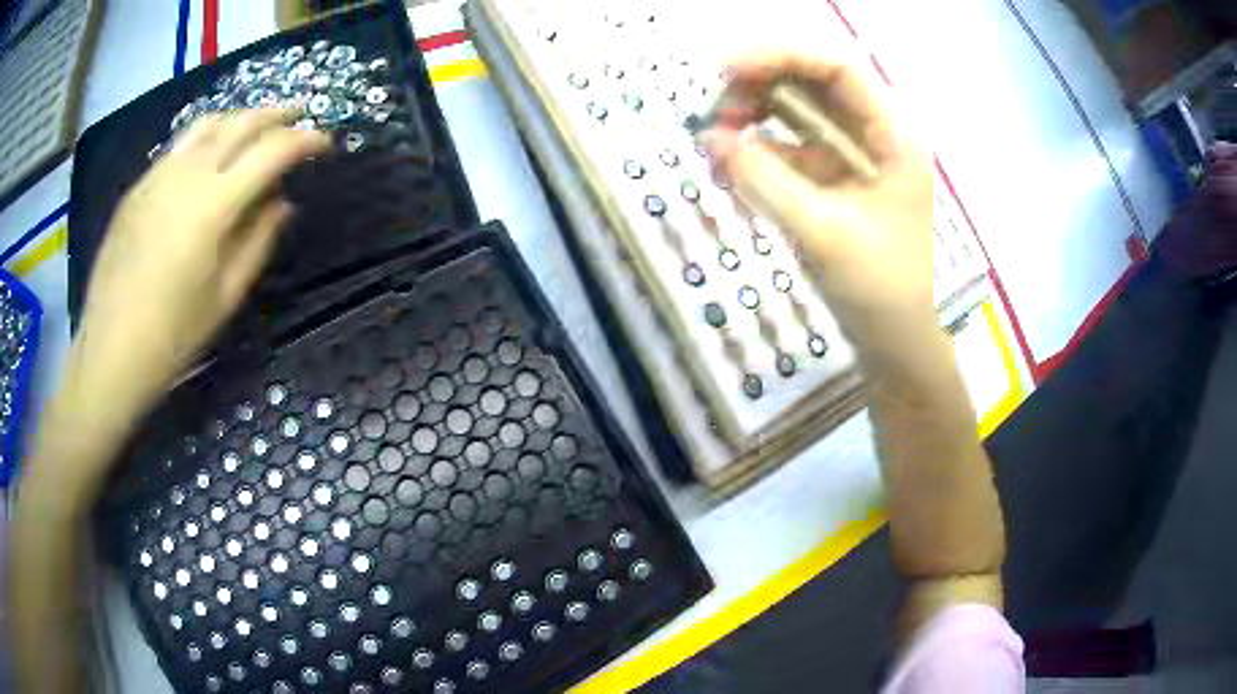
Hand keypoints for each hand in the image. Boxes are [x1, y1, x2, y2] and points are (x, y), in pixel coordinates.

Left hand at [69, 110, 329, 417]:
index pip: (272, 151)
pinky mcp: (139, 186)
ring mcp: (159, 174)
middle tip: (299, 117)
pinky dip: (206, 137)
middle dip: (277, 115)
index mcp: (215, 204)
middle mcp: (189, 174)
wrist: (110, 351)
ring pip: (208, 123)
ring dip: (240, 117)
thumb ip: (258, 242)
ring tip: (256, 126)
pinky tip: (209, 154)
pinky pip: (180, 145)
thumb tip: (281, 204)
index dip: (305, 140)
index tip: (326, 143)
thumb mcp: (225, 297)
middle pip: (242, 123)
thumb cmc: (172, 335)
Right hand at [704, 51, 932, 352]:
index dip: (781, 57)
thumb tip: (712, 140)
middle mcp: (874, 135)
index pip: (837, 69)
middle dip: (761, 87)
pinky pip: (790, 151)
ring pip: (798, 114)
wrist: (896, 345)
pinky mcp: (833, 183)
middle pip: (813, 84)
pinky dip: (759, 153)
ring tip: (718, 142)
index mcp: (892, 136)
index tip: (727, 70)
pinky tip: (732, 168)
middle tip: (719, 113)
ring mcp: (853, 158)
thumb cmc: (880, 291)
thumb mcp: (823, 233)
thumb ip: (766, 182)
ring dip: (755, 118)